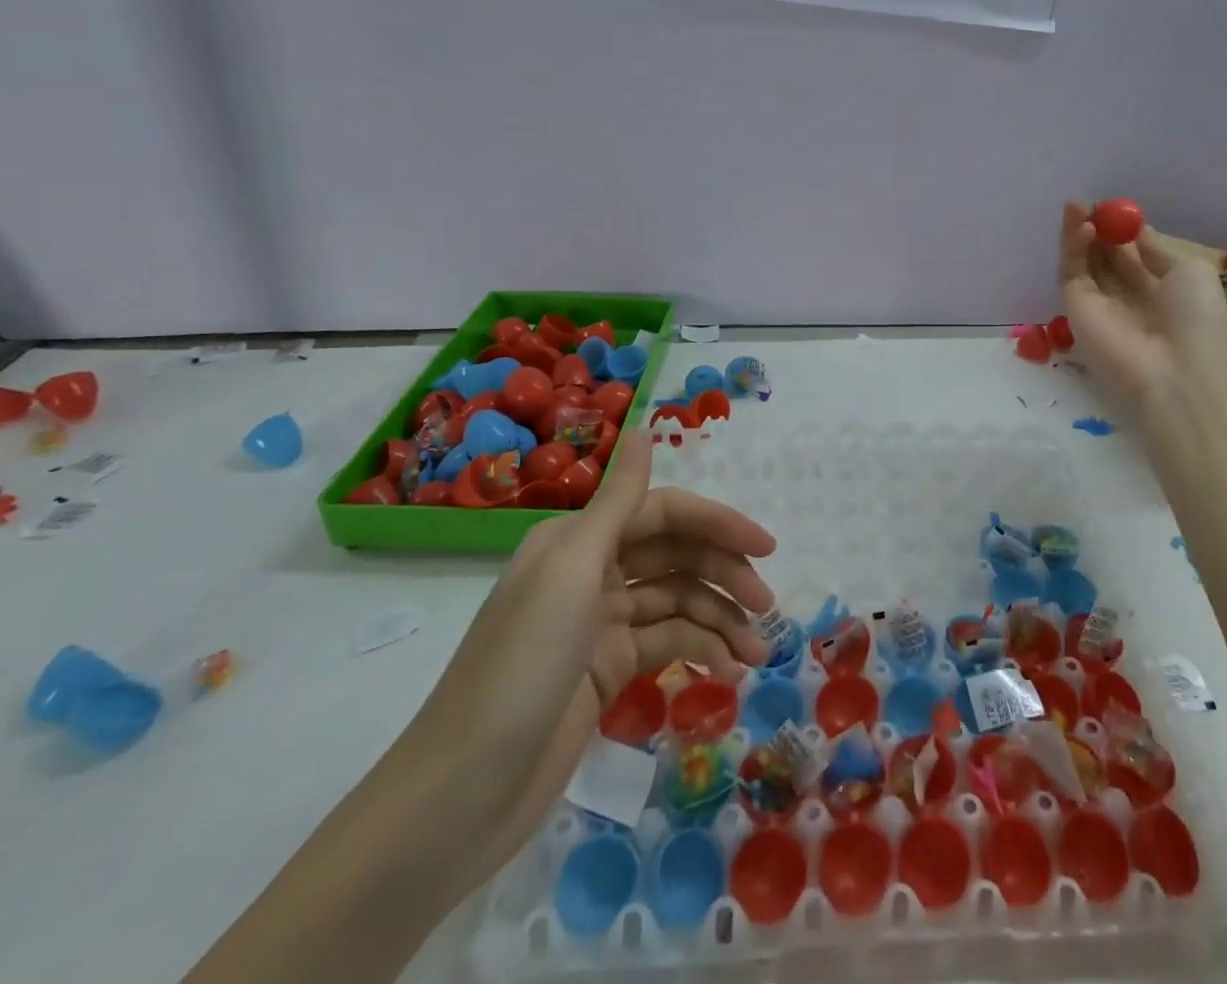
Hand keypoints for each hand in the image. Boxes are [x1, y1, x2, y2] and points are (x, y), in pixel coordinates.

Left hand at [392, 431, 775, 895]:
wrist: (459, 797)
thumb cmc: (521, 667)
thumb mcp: (570, 572)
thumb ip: (617, 501)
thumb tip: (644, 428)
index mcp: (579, 540)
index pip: (665, 514)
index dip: (718, 524)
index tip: (766, 547)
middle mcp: (591, 572)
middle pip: (676, 557)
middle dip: (725, 575)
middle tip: (767, 607)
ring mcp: (599, 625)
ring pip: (677, 604)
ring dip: (721, 621)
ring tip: (757, 653)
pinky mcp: (606, 672)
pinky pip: (666, 645)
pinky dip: (700, 652)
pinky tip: (726, 673)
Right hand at [1059, 201, 1226, 412]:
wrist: (1178, 374)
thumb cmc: (1198, 322)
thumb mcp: (1191, 273)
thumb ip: (1157, 251)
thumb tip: (1138, 234)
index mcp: (1159, 291)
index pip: (1132, 256)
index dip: (1123, 231)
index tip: (1117, 208)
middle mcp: (1126, 297)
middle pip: (1103, 257)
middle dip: (1097, 228)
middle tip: (1089, 203)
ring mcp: (1099, 304)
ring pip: (1083, 262)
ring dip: (1079, 233)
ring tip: (1077, 205)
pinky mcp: (1076, 309)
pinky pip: (1072, 273)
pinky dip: (1074, 248)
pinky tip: (1083, 226)